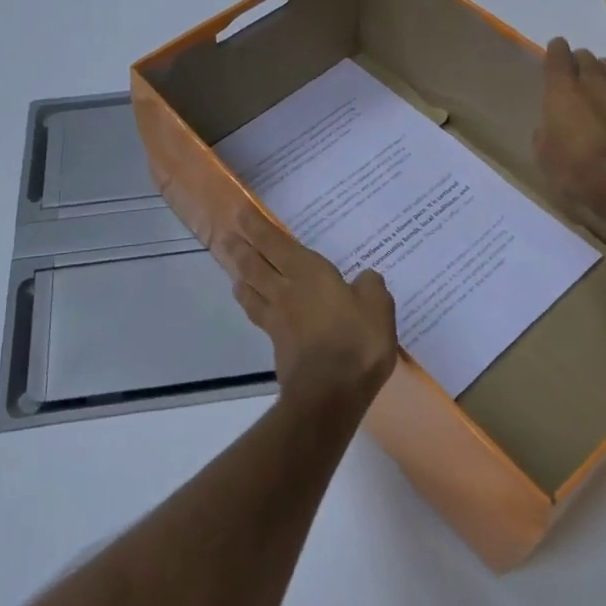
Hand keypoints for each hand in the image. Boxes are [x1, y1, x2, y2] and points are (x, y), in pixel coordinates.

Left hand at [220, 219, 398, 419]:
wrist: (330, 393)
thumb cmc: (356, 341)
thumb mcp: (378, 307)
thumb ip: (370, 287)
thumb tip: (364, 279)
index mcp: (307, 273)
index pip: (274, 243)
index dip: (255, 227)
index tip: (240, 213)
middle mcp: (286, 290)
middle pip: (253, 264)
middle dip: (239, 248)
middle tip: (226, 235)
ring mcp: (277, 318)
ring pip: (250, 289)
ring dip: (239, 275)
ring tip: (234, 269)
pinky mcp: (276, 343)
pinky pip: (258, 314)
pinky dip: (251, 303)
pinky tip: (254, 305)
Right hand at [534, 36, 605, 224]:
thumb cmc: (576, 171)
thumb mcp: (544, 155)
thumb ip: (546, 132)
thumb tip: (551, 126)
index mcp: (563, 91)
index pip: (558, 56)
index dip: (555, 51)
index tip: (554, 50)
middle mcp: (595, 85)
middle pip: (588, 60)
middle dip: (580, 61)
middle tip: (574, 70)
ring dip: (604, 73)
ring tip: (599, 81)